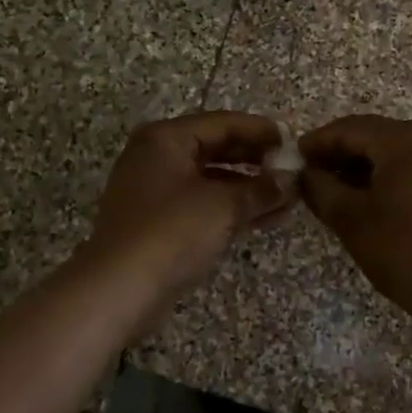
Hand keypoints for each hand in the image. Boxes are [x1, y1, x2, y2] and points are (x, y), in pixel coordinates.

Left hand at [88, 112, 296, 301]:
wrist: (119, 289)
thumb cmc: (172, 232)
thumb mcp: (223, 206)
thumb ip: (261, 189)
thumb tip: (291, 180)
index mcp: (166, 138)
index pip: (223, 123)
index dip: (261, 131)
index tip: (293, 143)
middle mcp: (157, 156)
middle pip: (216, 148)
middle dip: (256, 161)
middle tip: (292, 171)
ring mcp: (154, 190)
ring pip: (211, 180)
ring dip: (248, 188)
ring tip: (287, 199)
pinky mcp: (157, 221)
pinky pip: (202, 203)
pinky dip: (230, 208)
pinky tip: (264, 218)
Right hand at [300, 116, 411, 346]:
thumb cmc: (404, 252)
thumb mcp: (351, 220)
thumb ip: (321, 188)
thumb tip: (307, 174)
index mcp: (408, 138)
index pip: (352, 128)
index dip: (319, 141)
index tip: (296, 157)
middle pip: (379, 135)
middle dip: (345, 153)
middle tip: (314, 174)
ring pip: (401, 150)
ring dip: (370, 164)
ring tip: (341, 188)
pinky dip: (396, 173)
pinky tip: (377, 195)